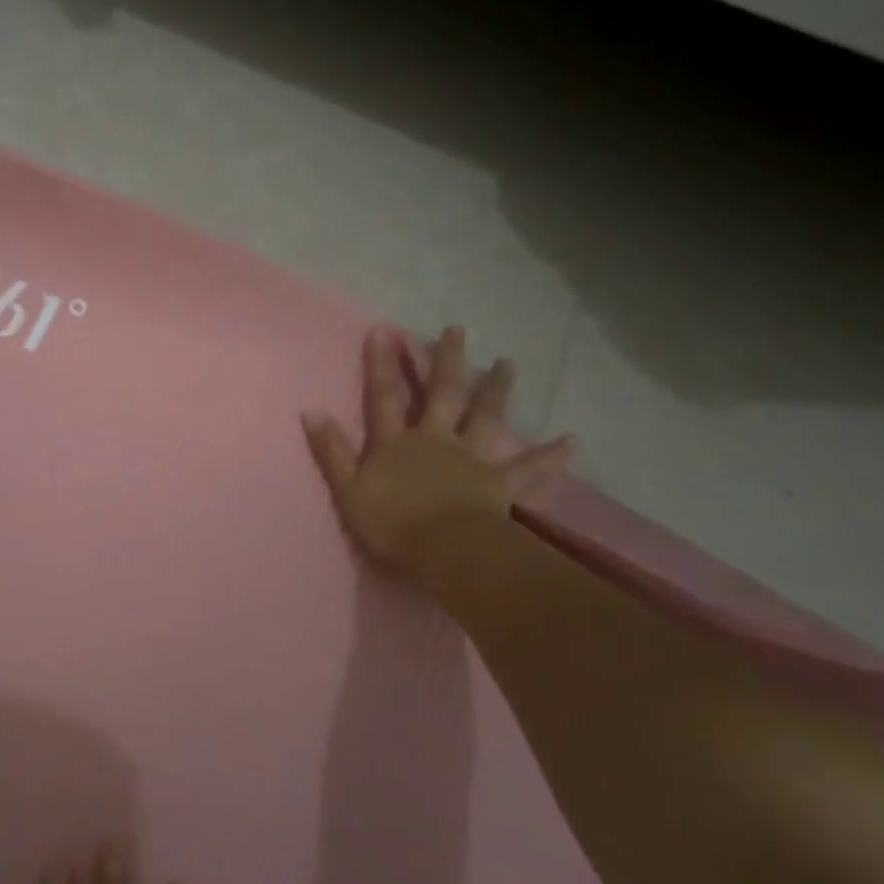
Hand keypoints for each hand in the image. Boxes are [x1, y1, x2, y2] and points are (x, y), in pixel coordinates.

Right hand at [302, 325, 575, 579]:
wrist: (447, 553)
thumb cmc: (393, 524)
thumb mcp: (348, 489)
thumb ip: (331, 451)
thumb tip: (310, 411)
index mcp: (396, 443)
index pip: (385, 396)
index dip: (381, 364)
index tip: (384, 330)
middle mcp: (436, 440)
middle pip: (443, 394)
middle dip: (447, 361)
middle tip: (457, 330)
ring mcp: (471, 459)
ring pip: (486, 417)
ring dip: (496, 389)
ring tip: (508, 363)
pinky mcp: (500, 484)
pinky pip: (529, 468)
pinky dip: (551, 456)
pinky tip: (572, 440)